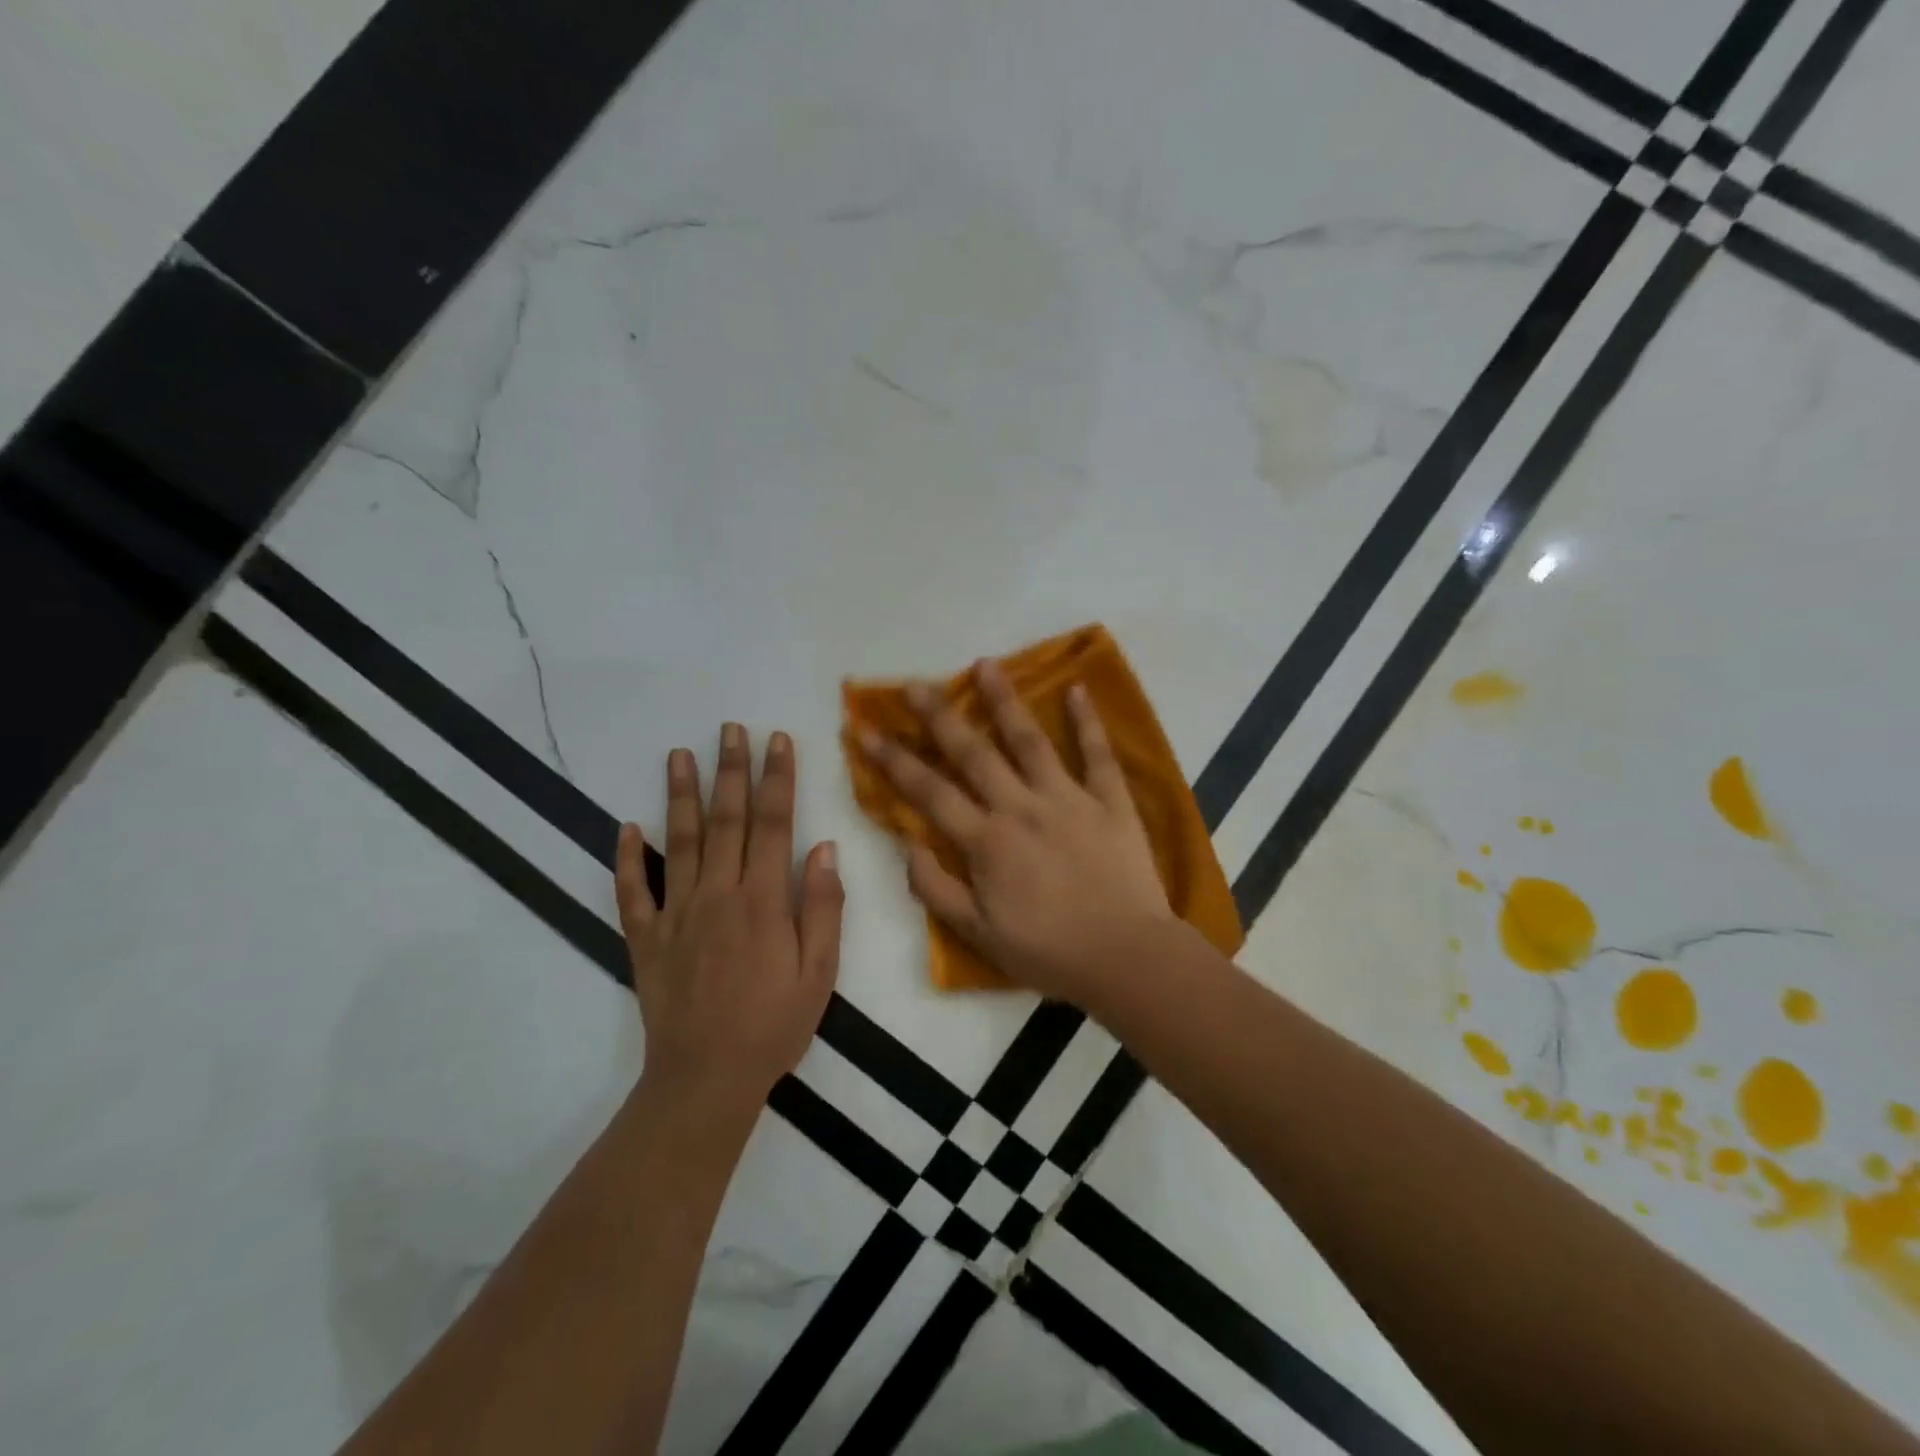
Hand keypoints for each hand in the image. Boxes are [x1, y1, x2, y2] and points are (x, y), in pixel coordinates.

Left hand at [615, 724, 843, 1126]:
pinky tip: (625, 826)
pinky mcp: (646, 938)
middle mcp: (717, 894)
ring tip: (678, 754)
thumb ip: (823, 907)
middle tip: (730, 728)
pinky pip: (632, 891)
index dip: (777, 778)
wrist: (705, 1080)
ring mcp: (676, 914)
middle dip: (731, 770)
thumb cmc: (773, 1026)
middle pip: (726, 820)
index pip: (774, 824)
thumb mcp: (819, 973)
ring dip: (679, 795)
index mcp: (763, 901)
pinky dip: (626, 857)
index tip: (777, 740)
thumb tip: (824, 846)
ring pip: (678, 842)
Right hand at [857, 661, 1173, 1004]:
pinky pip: (1097, 754)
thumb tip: (908, 845)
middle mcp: (1021, 807)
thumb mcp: (978, 934)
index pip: (930, 792)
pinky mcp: (1110, 801)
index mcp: (987, 841)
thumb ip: (936, 889)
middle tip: (915, 683)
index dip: (895, 761)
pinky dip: (1087, 721)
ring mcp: (1068, 799)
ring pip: (1029, 740)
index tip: (866, 730)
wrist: (1126, 958)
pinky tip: (1076, 688)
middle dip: (939, 716)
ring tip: (984, 664)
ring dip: (1004, 700)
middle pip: (973, 753)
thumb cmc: (1049, 952)